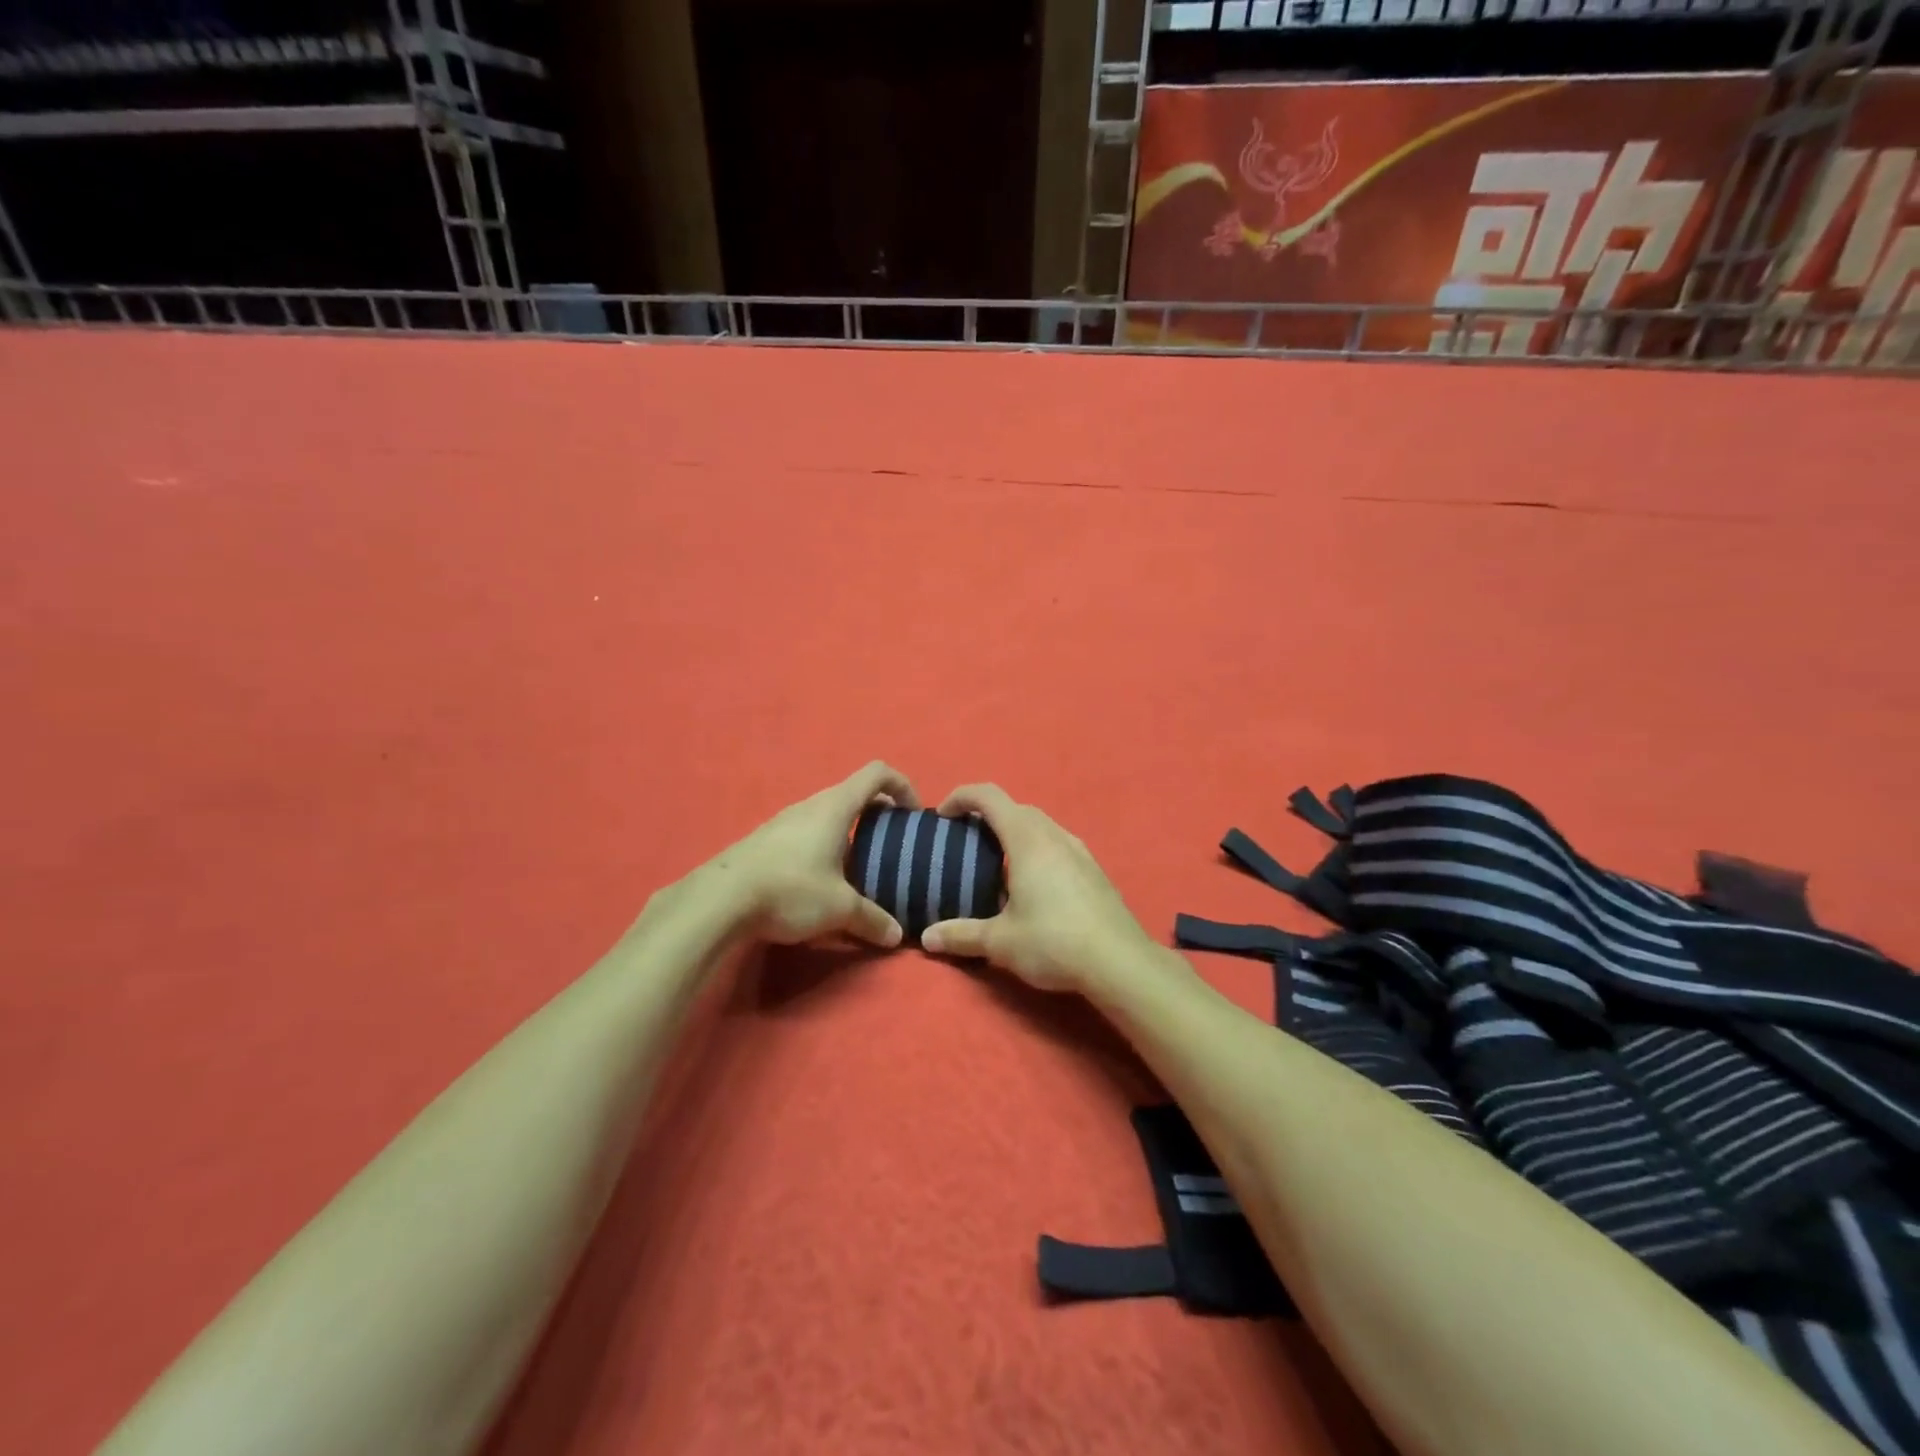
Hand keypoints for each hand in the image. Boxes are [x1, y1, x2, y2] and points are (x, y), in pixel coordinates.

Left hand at [705, 761, 920, 947]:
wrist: (718, 900)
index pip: (877, 774)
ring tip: (858, 868)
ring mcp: (784, 821)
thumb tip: (896, 935)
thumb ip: (873, 919)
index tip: (913, 815)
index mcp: (835, 807)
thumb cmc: (790, 890)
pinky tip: (820, 881)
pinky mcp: (765, 840)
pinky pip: (806, 832)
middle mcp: (810, 805)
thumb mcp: (839, 909)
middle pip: (853, 794)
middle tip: (890, 847)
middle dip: (878, 815)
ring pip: (827, 815)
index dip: (902, 786)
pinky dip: (824, 846)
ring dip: (849, 832)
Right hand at [919, 784, 1167, 996]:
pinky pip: (1057, 844)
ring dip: (1014, 832)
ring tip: (996, 862)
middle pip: (1015, 808)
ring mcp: (1079, 850)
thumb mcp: (1000, 942)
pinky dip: (1036, 849)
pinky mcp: (1094, 869)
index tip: (942, 816)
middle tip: (965, 842)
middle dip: (986, 816)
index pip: (989, 797)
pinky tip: (1033, 884)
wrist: (1120, 962)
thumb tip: (927, 939)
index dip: (961, 796)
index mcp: (1027, 839)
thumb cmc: (1054, 942)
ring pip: (1040, 825)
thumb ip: (961, 935)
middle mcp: (1054, 835)